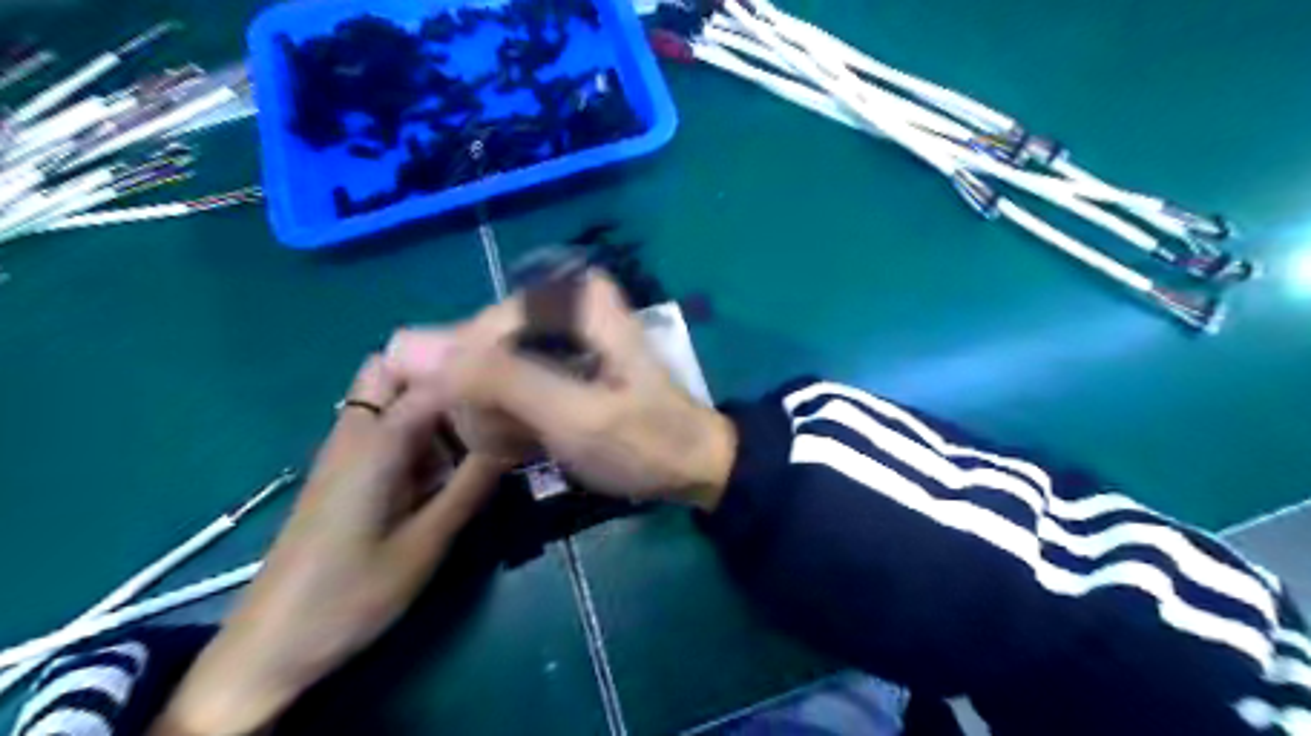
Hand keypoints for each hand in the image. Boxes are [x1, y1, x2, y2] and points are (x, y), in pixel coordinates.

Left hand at [148, 358, 502, 735]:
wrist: (269, 645)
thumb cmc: (350, 595)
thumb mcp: (425, 544)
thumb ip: (470, 486)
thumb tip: (515, 440)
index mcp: (375, 442)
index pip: (433, 379)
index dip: (475, 373)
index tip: (514, 385)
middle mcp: (355, 432)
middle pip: (393, 369)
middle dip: (442, 372)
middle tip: (489, 401)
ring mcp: (346, 451)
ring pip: (389, 396)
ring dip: (433, 401)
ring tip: (482, 427)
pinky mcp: (345, 472)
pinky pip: (385, 426)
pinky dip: (420, 428)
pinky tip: (450, 460)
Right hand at [385, 269, 740, 512]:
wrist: (692, 466)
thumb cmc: (643, 442)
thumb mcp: (573, 415)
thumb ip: (497, 380)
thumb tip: (402, 344)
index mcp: (573, 300)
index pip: (481, 328)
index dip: (470, 379)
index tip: (487, 422)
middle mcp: (561, 306)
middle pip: (481, 347)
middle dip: (486, 403)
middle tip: (511, 441)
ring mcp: (557, 337)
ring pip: (487, 370)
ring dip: (494, 417)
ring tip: (522, 445)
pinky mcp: (555, 365)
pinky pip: (505, 384)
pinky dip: (507, 420)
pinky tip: (522, 444)